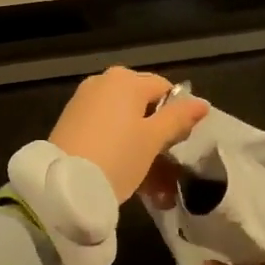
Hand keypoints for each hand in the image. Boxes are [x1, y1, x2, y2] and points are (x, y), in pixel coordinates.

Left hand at [49, 67, 209, 201]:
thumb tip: (201, 103)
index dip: (178, 113)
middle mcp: (103, 82)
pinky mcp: (70, 121)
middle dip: (157, 131)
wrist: (63, 184)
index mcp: (126, 80)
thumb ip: (178, 118)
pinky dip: (118, 145)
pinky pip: (105, 129)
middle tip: (166, 161)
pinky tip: (126, 172)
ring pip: (123, 120)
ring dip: (140, 145)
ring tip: (151, 181)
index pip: (165, 88)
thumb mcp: (153, 139)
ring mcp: (84, 101)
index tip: (180, 143)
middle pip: (142, 103)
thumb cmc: (117, 157)